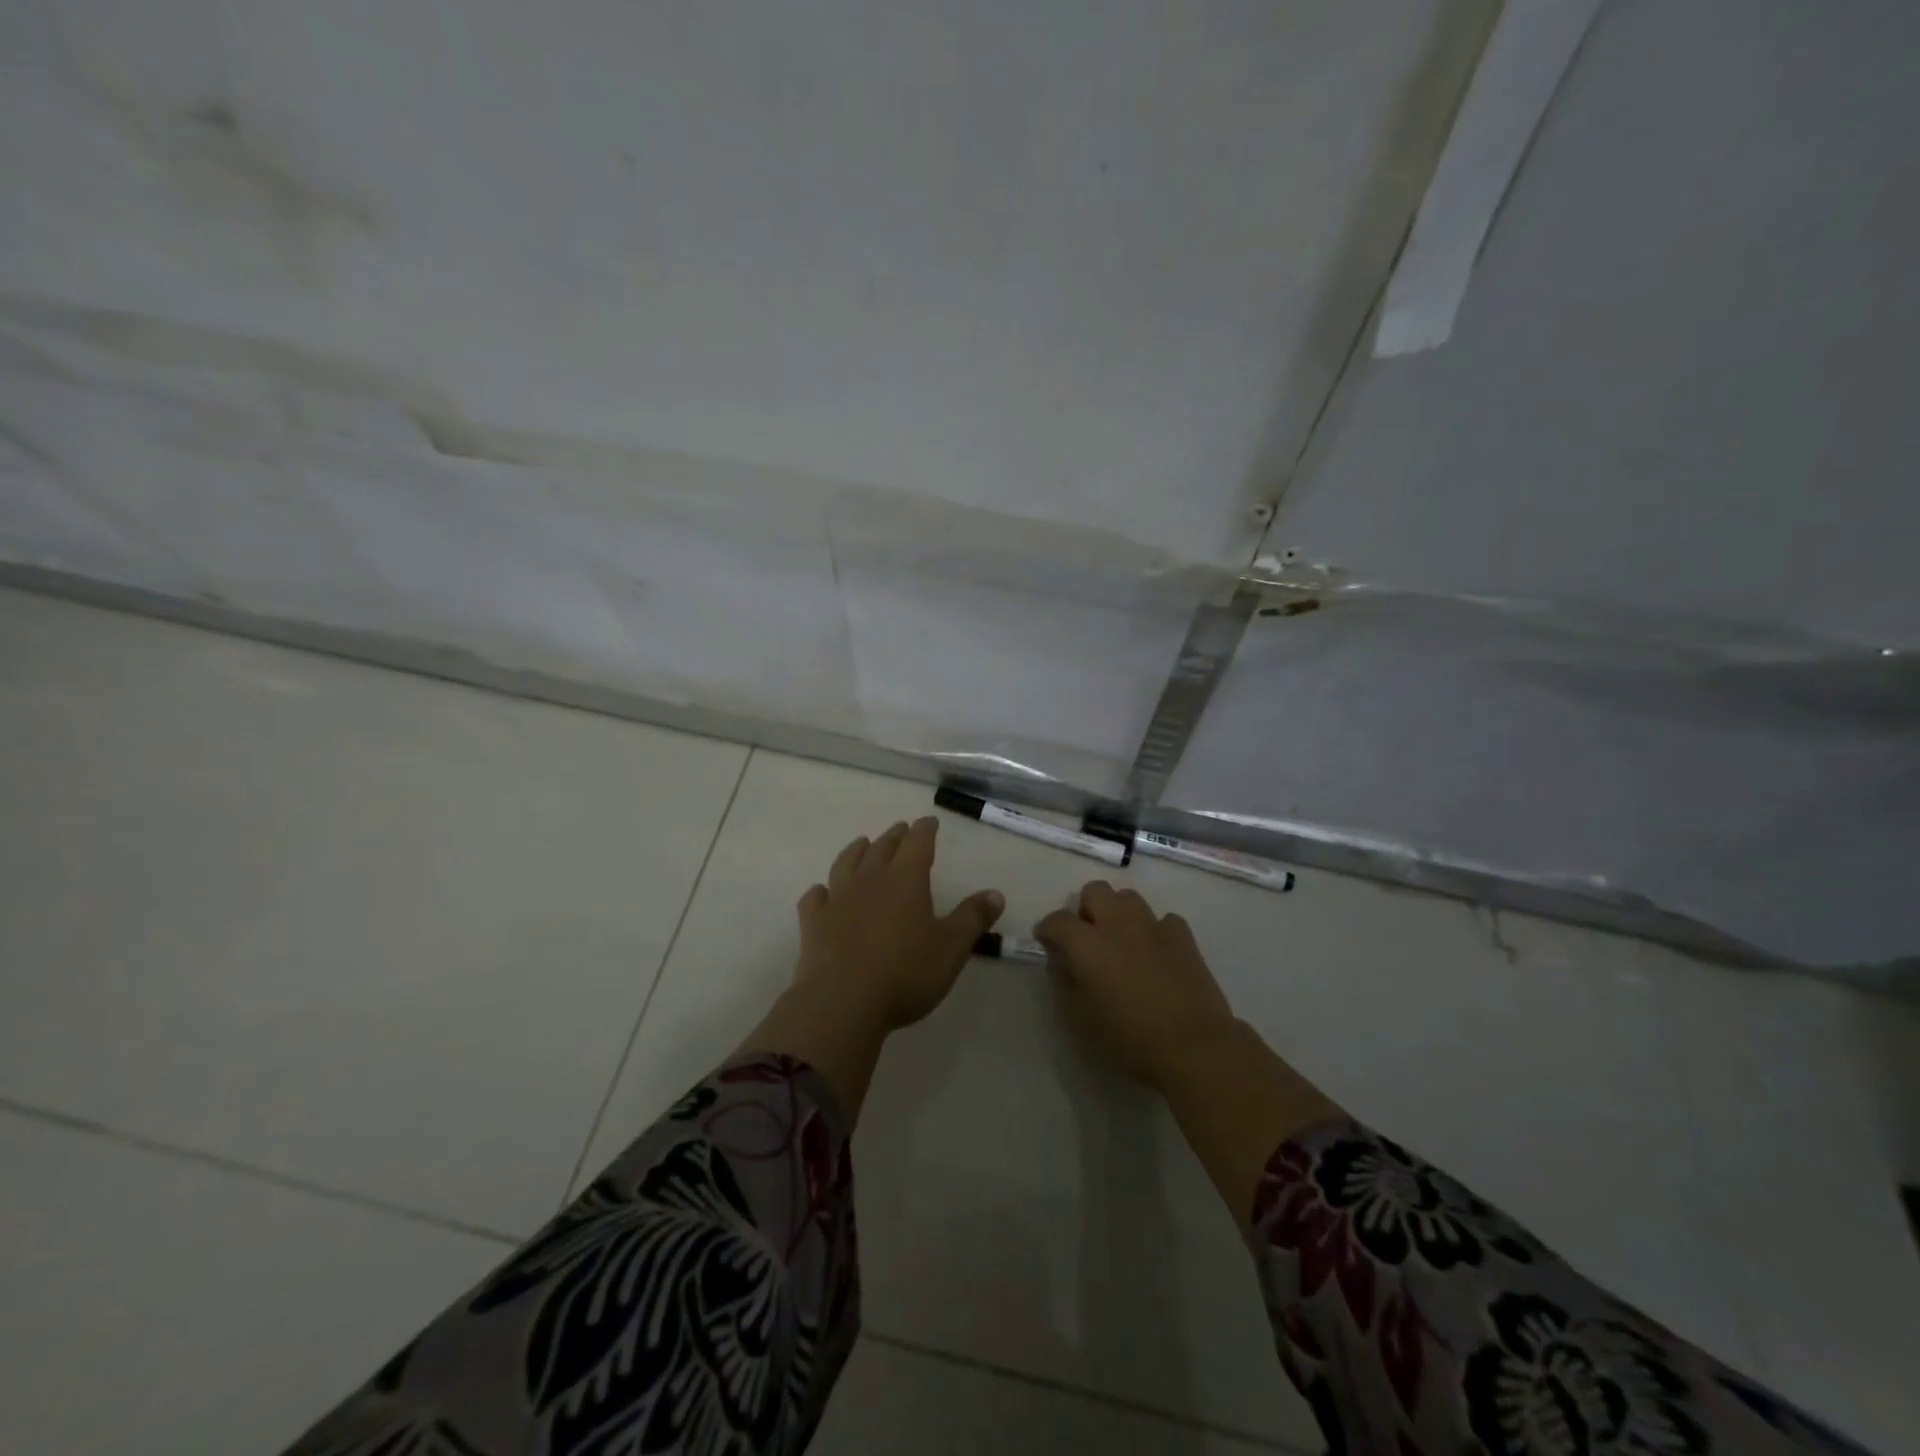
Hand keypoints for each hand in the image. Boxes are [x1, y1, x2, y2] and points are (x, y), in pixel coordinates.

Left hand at [793, 817, 1003, 1032]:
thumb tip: (995, 893)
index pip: (918, 843)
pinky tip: (822, 892)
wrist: (842, 1001)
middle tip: (901, 829)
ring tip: (862, 844)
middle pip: (882, 848)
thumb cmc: (905, 972)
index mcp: (905, 880)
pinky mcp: (813, 922)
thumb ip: (973, 918)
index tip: (929, 821)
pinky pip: (815, 898)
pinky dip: (821, 891)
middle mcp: (870, 880)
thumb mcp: (951, 948)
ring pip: (846, 863)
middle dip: (895, 836)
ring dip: (856, 851)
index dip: (925, 830)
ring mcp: (837, 899)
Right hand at [1035, 880, 1236, 1091]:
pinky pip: (1163, 919)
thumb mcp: (1081, 1020)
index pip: (1057, 920)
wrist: (1193, 1046)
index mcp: (1086, 944)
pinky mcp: (1183, 936)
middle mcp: (1117, 924)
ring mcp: (1153, 926)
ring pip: (1129, 897)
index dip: (1048, 930)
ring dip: (1119, 912)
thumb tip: (1062, 962)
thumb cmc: (1130, 1039)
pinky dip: (1154, 930)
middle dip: (1086, 909)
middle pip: (1095, 891)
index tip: (1048, 944)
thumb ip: (1065, 983)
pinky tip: (1156, 952)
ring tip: (1121, 941)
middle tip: (1088, 938)